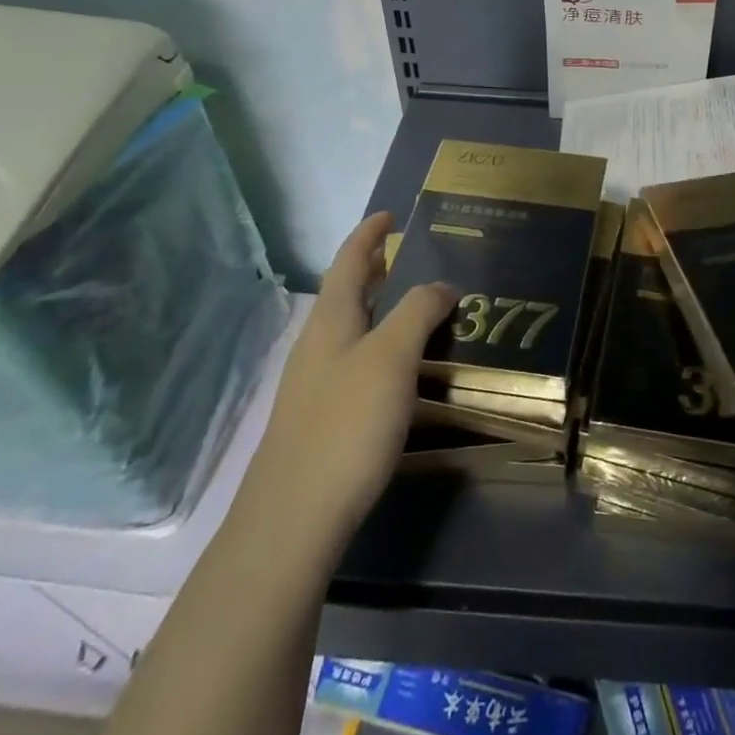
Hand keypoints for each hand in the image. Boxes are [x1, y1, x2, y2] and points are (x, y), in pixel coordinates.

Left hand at [240, 212, 456, 550]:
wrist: (293, 520)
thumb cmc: (346, 425)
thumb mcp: (392, 358)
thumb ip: (418, 312)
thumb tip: (441, 285)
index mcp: (331, 321)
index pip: (349, 261)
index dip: (369, 234)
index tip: (390, 214)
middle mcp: (317, 346)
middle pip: (345, 293)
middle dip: (373, 269)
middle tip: (406, 255)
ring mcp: (314, 386)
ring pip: (350, 330)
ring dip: (378, 308)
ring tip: (413, 306)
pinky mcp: (320, 421)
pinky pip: (354, 363)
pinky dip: (379, 346)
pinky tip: (399, 369)